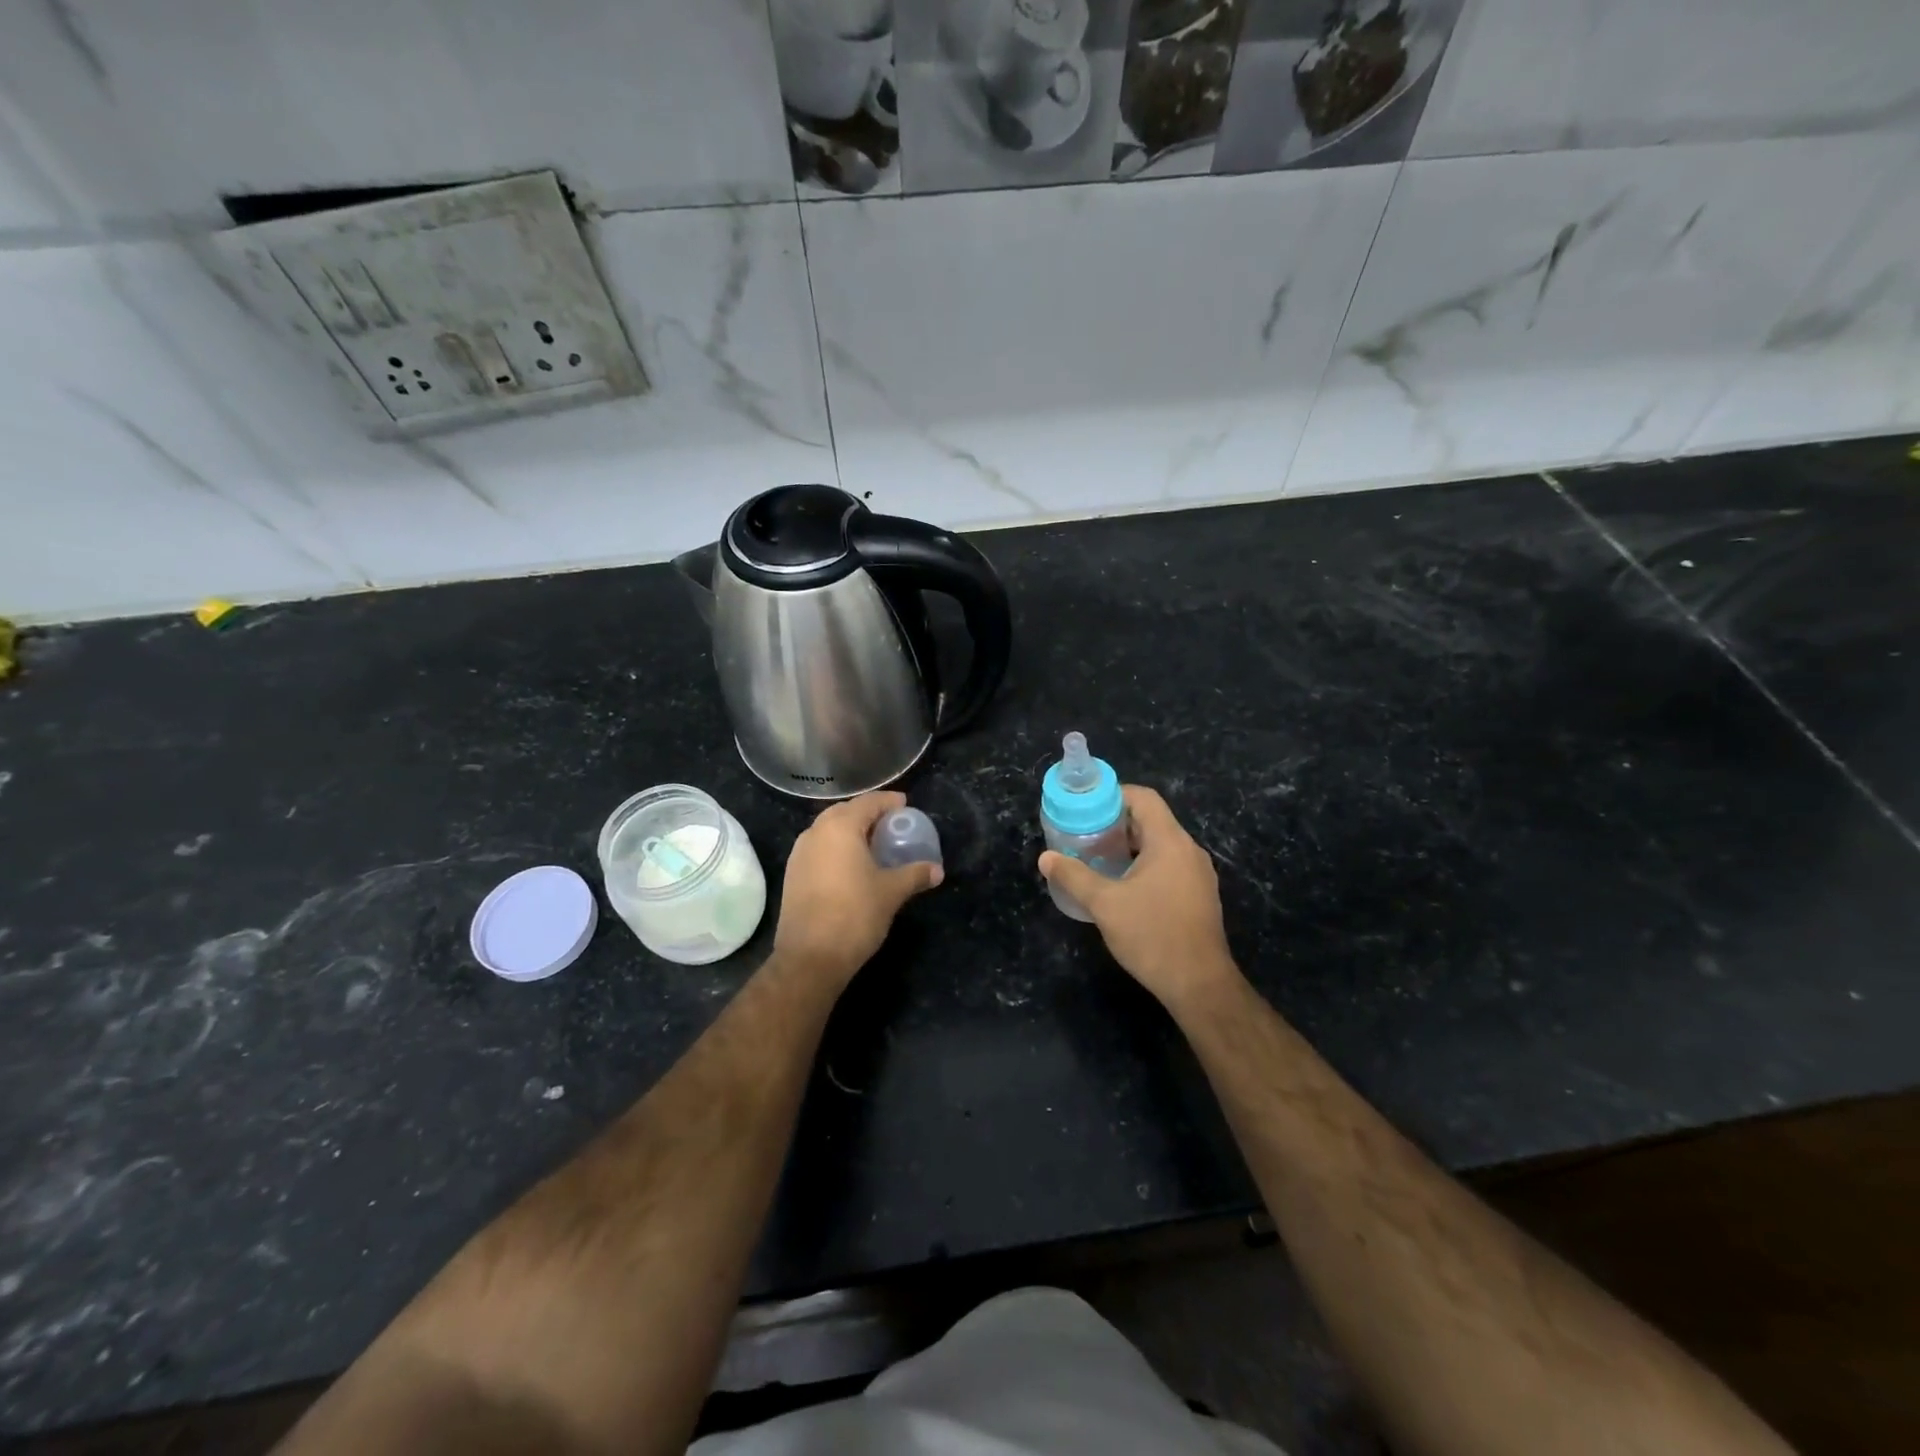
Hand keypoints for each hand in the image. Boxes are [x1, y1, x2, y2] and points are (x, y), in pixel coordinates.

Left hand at [773, 791, 942, 989]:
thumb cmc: (855, 915)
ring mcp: (799, 854)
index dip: (888, 802)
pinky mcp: (792, 875)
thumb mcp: (891, 892)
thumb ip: (915, 874)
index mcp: (840, 827)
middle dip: (868, 814)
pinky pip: (819, 849)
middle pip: (845, 812)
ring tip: (872, 845)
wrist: (810, 957)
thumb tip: (937, 870)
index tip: (905, 806)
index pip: (868, 802)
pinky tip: (850, 867)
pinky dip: (836, 849)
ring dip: (850, 832)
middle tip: (890, 825)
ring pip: (828, 831)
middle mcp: (815, 833)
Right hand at [1038, 785, 1238, 1011]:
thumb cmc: (1152, 935)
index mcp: (1170, 842)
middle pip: (1152, 820)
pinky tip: (1123, 885)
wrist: (1199, 984)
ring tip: (1098, 857)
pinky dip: (1145, 865)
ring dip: (1130, 846)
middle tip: (1085, 833)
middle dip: (1117, 823)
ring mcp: (1198, 875)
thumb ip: (1074, 876)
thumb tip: (1046, 858)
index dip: (1114, 794)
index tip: (1086, 806)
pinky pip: (1169, 866)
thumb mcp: (1105, 904)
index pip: (1144, 798)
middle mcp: (1189, 851)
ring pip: (1161, 845)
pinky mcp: (1199, 896)